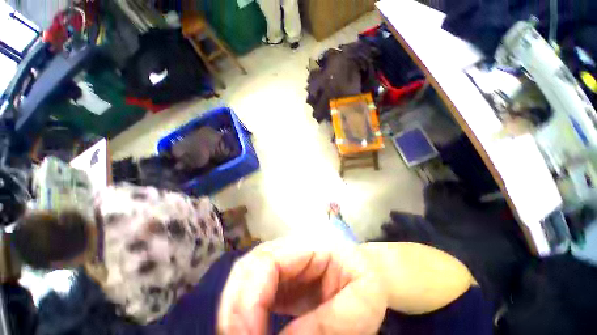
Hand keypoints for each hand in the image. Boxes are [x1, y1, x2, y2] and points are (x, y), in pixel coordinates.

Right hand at [217, 239, 386, 334]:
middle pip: (247, 268)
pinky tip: (252, 332)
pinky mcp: (278, 278)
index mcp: (309, 243)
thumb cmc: (366, 279)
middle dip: (237, 309)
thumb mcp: (364, 301)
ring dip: (237, 313)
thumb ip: (331, 322)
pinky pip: (252, 292)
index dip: (250, 298)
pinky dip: (245, 315)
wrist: (362, 272)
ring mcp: (281, 261)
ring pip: (244, 279)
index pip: (267, 260)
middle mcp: (288, 247)